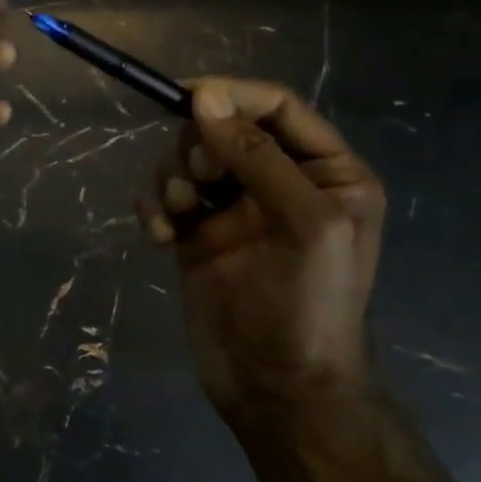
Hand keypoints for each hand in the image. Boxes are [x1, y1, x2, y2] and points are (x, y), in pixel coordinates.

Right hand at [138, 78, 384, 423]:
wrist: (277, 387)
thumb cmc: (308, 305)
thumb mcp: (303, 223)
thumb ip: (256, 156)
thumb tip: (204, 98)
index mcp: (325, 171)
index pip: (276, 108)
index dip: (232, 95)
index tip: (184, 96)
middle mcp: (279, 182)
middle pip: (223, 129)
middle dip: (199, 147)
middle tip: (198, 181)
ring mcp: (233, 210)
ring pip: (187, 162)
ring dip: (172, 179)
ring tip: (177, 214)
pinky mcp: (196, 236)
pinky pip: (165, 198)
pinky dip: (155, 207)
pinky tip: (159, 235)